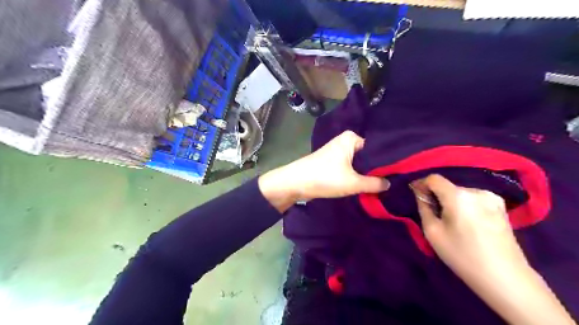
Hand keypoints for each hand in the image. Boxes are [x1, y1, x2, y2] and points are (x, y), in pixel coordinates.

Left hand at [261, 131, 387, 211]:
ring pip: (358, 164)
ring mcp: (337, 151)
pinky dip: (355, 176)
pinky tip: (365, 185)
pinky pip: (349, 168)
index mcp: (351, 138)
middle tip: (391, 183)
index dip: (387, 163)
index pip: (377, 149)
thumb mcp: (353, 182)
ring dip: (365, 175)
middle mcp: (345, 141)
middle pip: (368, 156)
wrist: (295, 183)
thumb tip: (390, 184)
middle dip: (376, 170)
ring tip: (381, 185)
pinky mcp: (332, 162)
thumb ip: (375, 183)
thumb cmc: (325, 178)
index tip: (398, 175)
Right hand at [408, 176, 527, 281]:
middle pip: (448, 186)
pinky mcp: (501, 206)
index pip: (434, 179)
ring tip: (452, 221)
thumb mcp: (433, 232)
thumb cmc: (462, 255)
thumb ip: (424, 207)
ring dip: (451, 201)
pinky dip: (465, 205)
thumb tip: (420, 193)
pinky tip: (468, 223)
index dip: (422, 184)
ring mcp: (492, 198)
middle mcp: (476, 191)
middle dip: (437, 196)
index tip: (416, 196)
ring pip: (461, 193)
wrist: (505, 278)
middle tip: (434, 214)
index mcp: (458, 196)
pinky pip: (474, 199)